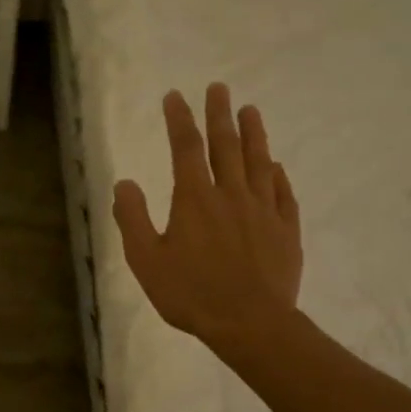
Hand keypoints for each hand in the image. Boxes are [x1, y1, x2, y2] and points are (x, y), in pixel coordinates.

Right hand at [112, 84, 301, 357]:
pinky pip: (283, 194)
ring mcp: (263, 211)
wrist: (251, 324)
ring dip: (254, 134)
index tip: (175, 96)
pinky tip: (277, 167)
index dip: (180, 119)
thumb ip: (133, 219)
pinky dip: (278, 176)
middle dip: (220, 114)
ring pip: (259, 163)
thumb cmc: (191, 293)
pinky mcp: (286, 231)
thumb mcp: (146, 260)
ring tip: (251, 110)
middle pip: (226, 145)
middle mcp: (231, 195)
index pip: (186, 148)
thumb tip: (124, 183)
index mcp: (195, 199)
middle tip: (220, 88)